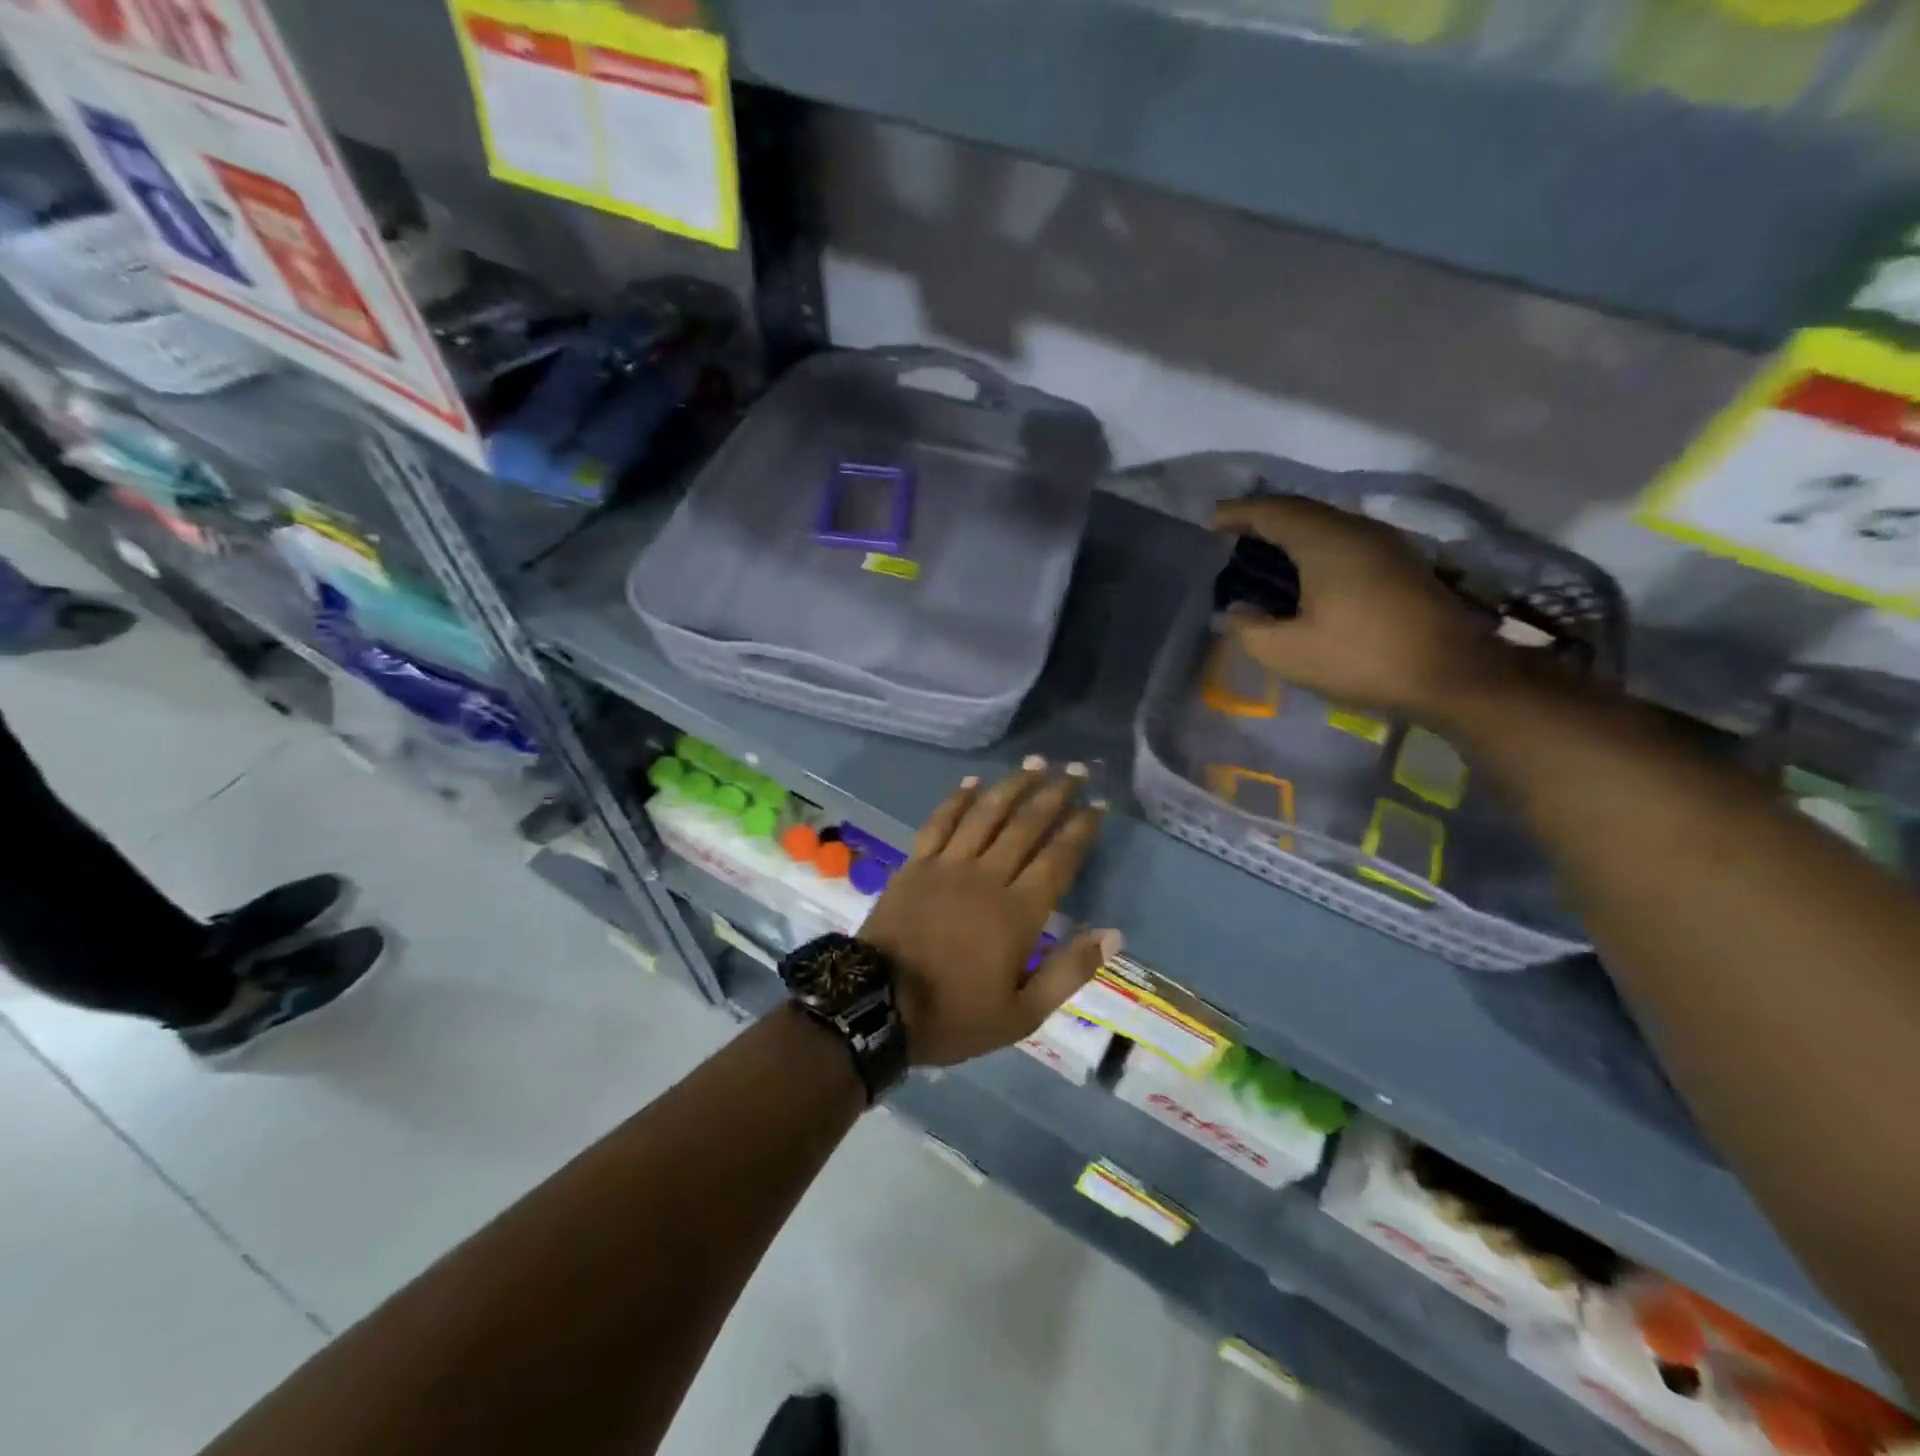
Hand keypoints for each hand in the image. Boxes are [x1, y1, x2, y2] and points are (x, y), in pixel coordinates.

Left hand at [857, 760, 1120, 1066]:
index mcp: (1017, 912)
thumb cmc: (953, 1014)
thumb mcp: (1022, 1014)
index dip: (1080, 829)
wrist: (876, 1005)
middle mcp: (986, 876)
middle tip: (1075, 770)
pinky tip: (971, 782)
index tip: (1098, 804)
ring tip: (1034, 763)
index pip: (1058, 859)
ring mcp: (947, 865)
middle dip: (1054, 794)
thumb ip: (1068, 971)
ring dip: (1012, 785)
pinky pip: (939, 822)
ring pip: (986, 814)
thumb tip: (1113, 934)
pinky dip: (956, 800)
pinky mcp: (915, 864)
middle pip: (1026, 825)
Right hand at [1211, 495, 1506, 718]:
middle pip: (1300, 510)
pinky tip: (1303, 571)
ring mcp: (1383, 542)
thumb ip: (1249, 628)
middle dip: (1261, 519)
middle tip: (1229, 538)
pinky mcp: (1398, 562)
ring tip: (1261, 553)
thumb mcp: (1286, 652)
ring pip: (1325, 522)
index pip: (1271, 512)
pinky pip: (1343, 538)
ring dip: (1289, 531)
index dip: (1236, 515)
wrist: (1452, 673)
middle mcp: (1355, 529)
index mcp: (1324, 541)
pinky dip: (1313, 545)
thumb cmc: (1362, 657)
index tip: (1208, 525)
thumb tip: (1237, 611)